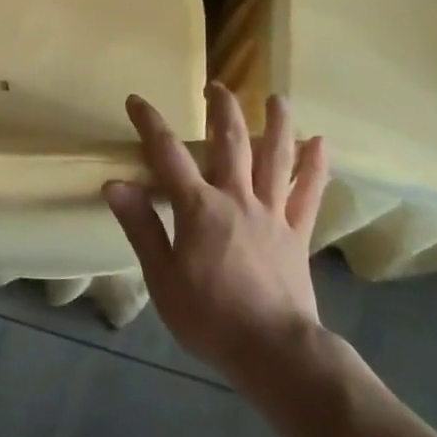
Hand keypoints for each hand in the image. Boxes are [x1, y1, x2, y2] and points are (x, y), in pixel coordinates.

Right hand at [105, 85, 328, 388]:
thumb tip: (115, 185)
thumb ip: (141, 227)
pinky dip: (314, 167)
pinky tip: (321, 143)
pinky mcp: (297, 233)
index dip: (150, 124)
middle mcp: (236, 198)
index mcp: (199, 207)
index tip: (137, 100)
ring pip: (275, 158)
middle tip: (216, 85)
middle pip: (230, 142)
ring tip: (278, 97)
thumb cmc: (209, 316)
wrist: (273, 351)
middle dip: (221, 110)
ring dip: (277, 124)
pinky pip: (308, 194)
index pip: (168, 154)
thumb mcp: (162, 277)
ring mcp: (272, 213)